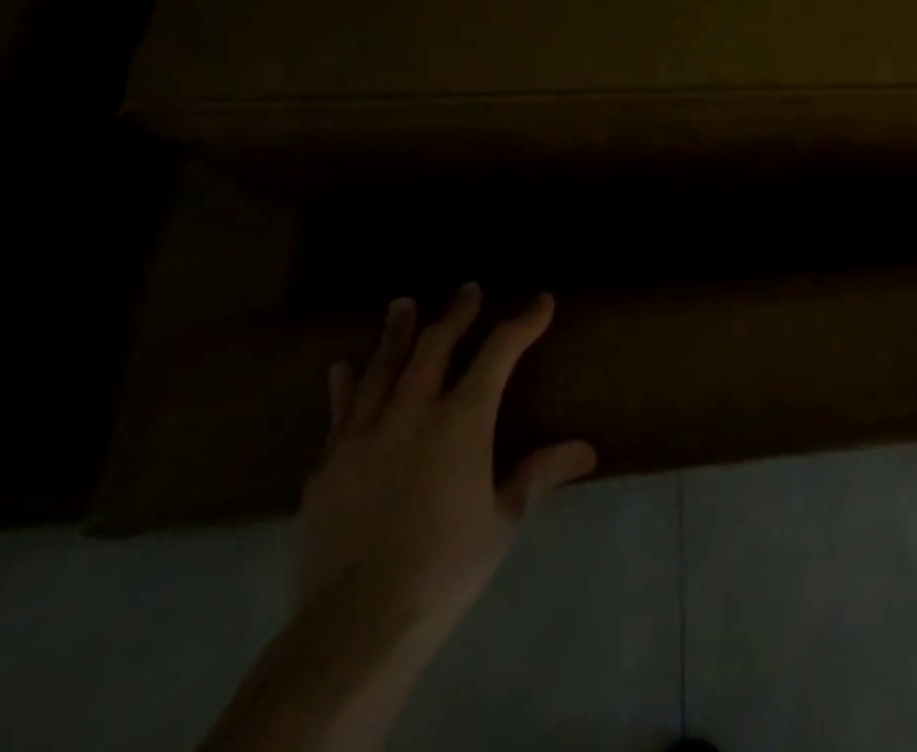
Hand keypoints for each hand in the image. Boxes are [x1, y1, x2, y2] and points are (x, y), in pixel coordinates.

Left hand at [297, 285, 596, 639]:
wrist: (353, 627)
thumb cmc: (445, 568)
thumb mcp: (502, 520)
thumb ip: (538, 474)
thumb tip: (588, 450)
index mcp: (462, 421)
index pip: (499, 353)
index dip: (524, 322)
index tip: (541, 302)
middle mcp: (412, 413)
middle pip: (435, 347)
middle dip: (456, 314)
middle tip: (468, 290)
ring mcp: (363, 437)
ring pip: (381, 369)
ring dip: (395, 333)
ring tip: (401, 304)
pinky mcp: (327, 467)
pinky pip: (338, 413)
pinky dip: (344, 386)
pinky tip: (342, 369)